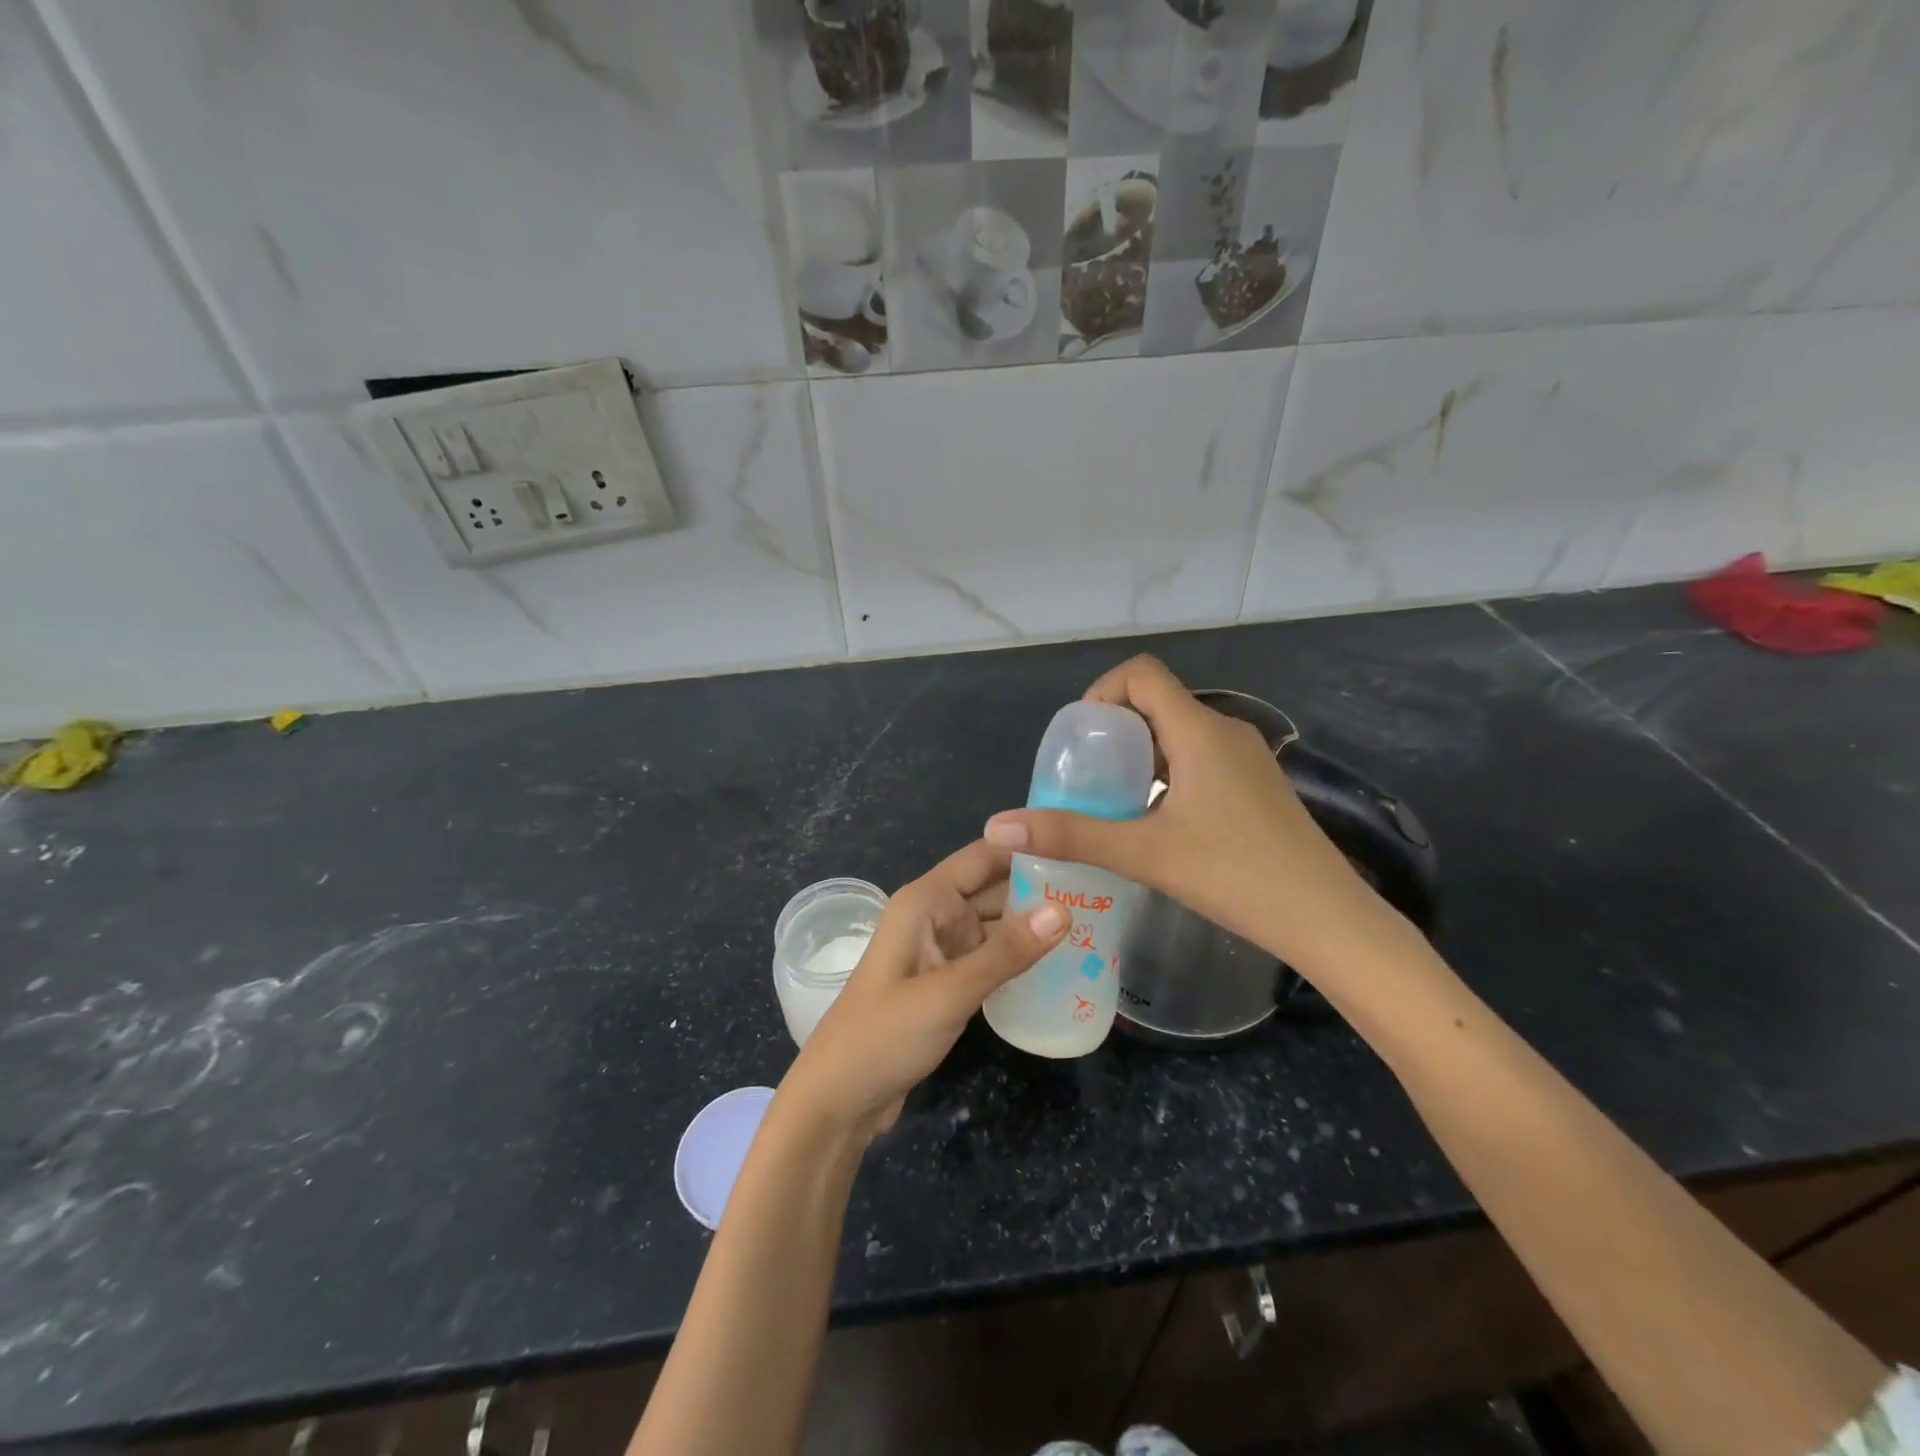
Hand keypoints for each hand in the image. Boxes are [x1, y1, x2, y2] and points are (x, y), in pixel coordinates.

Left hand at [779, 840, 1068, 1144]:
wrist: (839, 1101)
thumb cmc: (884, 1035)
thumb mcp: (948, 993)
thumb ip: (1006, 953)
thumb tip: (1065, 910)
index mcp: (925, 901)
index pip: (983, 856)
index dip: (1027, 847)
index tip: (1081, 847)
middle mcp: (934, 916)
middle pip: (994, 889)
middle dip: (1041, 888)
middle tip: (1102, 891)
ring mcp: (941, 951)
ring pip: (995, 926)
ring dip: (1034, 926)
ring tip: (1094, 923)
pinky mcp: (947, 983)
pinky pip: (990, 958)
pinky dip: (1018, 959)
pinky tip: (1060, 964)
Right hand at [983, 655, 1394, 974]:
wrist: (1327, 919)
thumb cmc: (1235, 876)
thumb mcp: (1144, 854)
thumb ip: (1071, 835)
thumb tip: (998, 825)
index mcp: (1199, 731)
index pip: (1142, 674)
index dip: (1102, 691)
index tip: (1080, 738)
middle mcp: (1225, 732)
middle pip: (1157, 702)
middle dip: (1114, 729)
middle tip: (1087, 775)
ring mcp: (1247, 759)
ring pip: (1179, 734)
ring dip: (1140, 754)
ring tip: (1113, 800)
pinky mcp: (1257, 785)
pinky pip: (1200, 759)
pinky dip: (1167, 773)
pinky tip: (1157, 821)